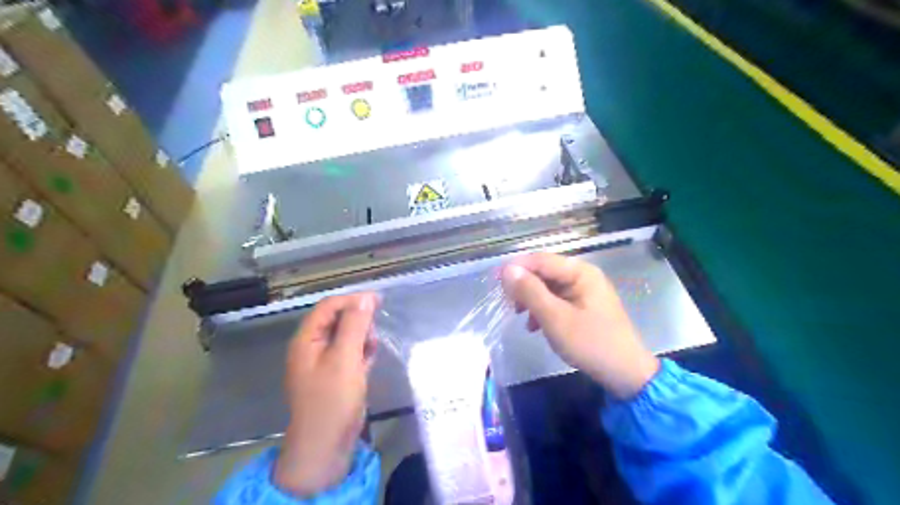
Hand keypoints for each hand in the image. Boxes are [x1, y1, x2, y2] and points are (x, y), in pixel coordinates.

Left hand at [270, 292, 376, 496]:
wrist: (326, 446)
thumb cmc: (332, 400)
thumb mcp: (345, 359)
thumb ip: (355, 326)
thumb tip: (365, 297)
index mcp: (307, 339)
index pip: (329, 306)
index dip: (352, 300)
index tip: (378, 300)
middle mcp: (313, 347)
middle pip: (338, 319)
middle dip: (358, 321)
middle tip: (374, 333)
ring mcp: (324, 362)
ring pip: (347, 336)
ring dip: (362, 337)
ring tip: (372, 349)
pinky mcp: (336, 374)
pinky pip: (350, 352)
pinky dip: (362, 352)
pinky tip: (369, 360)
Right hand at [500, 253, 658, 397]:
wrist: (625, 373)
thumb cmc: (590, 343)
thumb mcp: (555, 318)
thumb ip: (530, 292)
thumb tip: (507, 270)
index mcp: (580, 272)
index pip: (540, 260)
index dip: (516, 268)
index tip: (495, 282)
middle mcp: (582, 275)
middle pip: (543, 272)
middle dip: (523, 286)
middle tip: (509, 304)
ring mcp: (584, 290)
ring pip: (547, 287)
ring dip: (531, 299)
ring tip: (520, 317)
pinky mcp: (583, 305)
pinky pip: (556, 300)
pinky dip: (542, 309)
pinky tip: (534, 326)